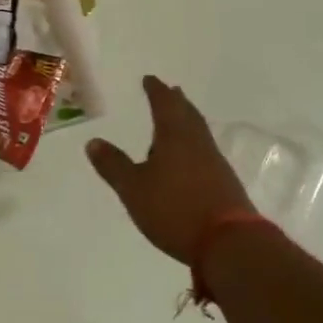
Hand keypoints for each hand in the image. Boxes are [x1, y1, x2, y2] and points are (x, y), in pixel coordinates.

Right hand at [86, 76, 258, 264]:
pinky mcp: (224, 183)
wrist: (229, 243)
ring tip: (177, 121)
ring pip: (198, 133)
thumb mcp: (133, 188)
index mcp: (174, 137)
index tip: (150, 79)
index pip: (164, 105)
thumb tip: (93, 141)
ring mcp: (215, 163)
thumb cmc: (175, 209)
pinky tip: (188, 159)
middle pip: (187, 114)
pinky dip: (193, 145)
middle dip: (176, 102)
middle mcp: (198, 144)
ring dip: (187, 122)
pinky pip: (205, 152)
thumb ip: (113, 165)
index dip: (156, 91)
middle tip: (170, 91)